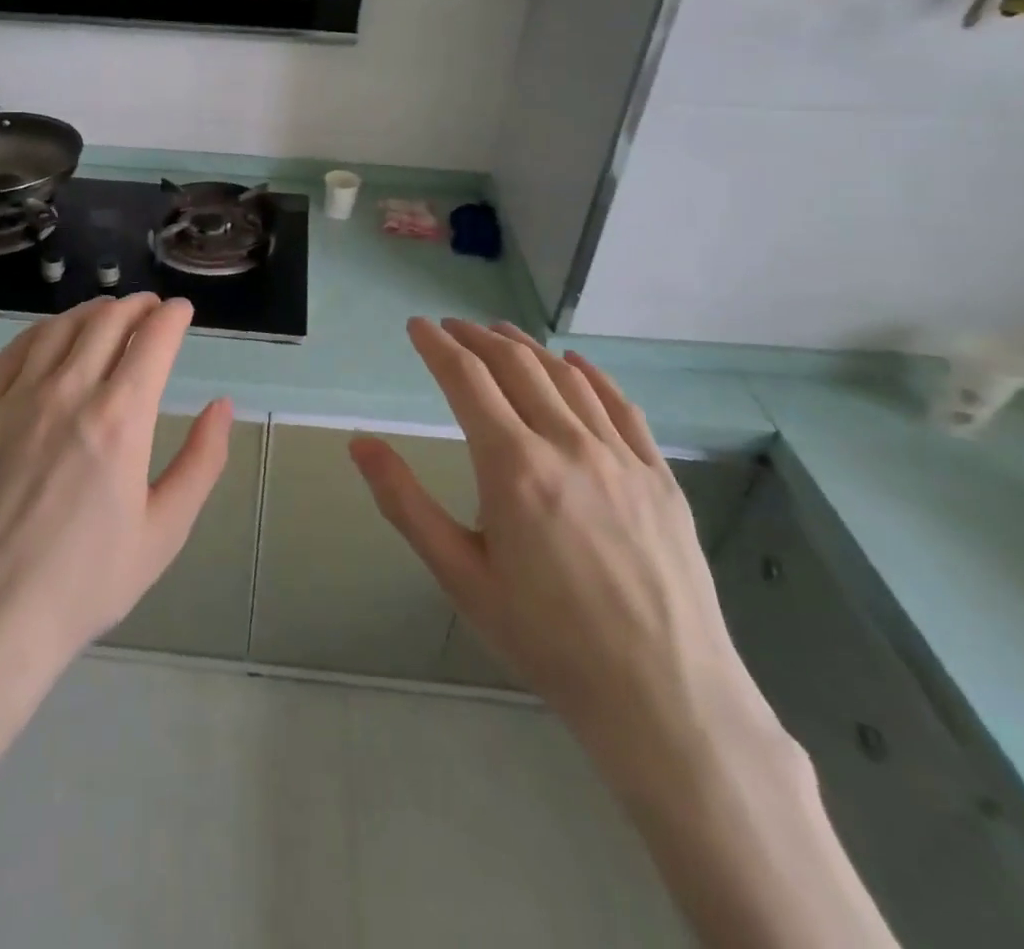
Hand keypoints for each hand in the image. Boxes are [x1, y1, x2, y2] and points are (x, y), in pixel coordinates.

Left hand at [0, 294, 232, 676]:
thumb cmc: (85, 583)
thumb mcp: (164, 532)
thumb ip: (201, 462)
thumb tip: (221, 407)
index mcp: (120, 420)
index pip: (152, 340)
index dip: (172, 317)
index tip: (182, 311)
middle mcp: (69, 393)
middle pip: (107, 322)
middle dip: (136, 306)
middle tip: (151, 308)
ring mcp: (18, 399)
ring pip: (60, 328)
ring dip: (92, 311)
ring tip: (109, 312)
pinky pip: (15, 350)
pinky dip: (42, 329)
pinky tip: (52, 335)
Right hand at [351, 319, 776, 768]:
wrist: (663, 697)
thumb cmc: (545, 638)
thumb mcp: (459, 575)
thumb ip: (404, 502)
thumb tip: (360, 443)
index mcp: (513, 466)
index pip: (466, 379)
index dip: (436, 346)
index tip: (416, 326)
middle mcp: (567, 444)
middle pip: (515, 365)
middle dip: (476, 337)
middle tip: (450, 327)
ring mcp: (620, 456)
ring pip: (565, 377)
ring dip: (526, 347)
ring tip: (499, 333)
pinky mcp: (659, 476)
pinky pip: (620, 406)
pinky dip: (590, 375)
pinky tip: (575, 364)